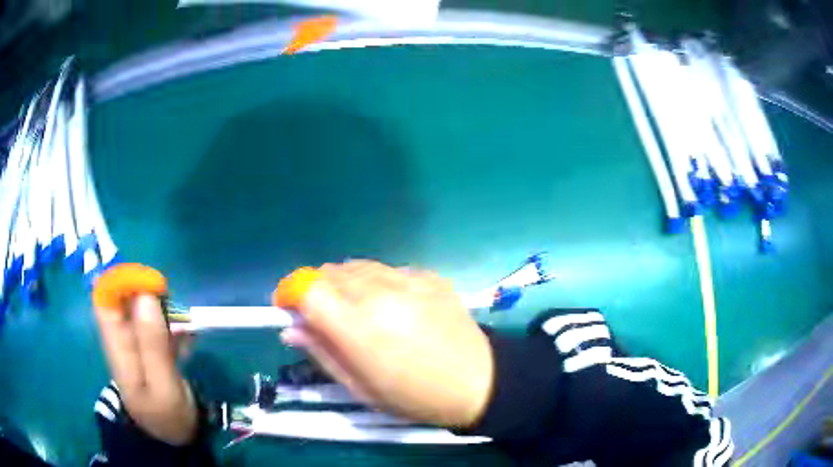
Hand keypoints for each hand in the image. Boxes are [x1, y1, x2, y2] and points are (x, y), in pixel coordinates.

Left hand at [93, 294, 197, 444]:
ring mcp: (136, 341)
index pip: (105, 298)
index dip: (122, 281)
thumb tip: (145, 295)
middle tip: (174, 312)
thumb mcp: (163, 385)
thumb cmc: (167, 416)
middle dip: (148, 294)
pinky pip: (156, 321)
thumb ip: (152, 343)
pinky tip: (187, 339)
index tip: (152, 286)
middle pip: (124, 298)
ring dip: (164, 310)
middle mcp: (122, 337)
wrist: (174, 438)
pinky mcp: (149, 345)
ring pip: (142, 307)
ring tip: (185, 331)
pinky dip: (171, 323)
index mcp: (116, 346)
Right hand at [276, 261, 493, 427]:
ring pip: (356, 266)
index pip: (306, 287)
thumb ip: (321, 352)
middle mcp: (379, 292)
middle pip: (329, 272)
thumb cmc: (414, 396)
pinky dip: (377, 283)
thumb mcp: (360, 387)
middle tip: (324, 316)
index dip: (291, 293)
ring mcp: (407, 279)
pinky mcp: (428, 275)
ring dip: (345, 284)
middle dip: (316, 290)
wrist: (478, 381)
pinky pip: (388, 270)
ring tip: (358, 311)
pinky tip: (393, 306)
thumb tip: (290, 328)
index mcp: (357, 325)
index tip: (288, 308)